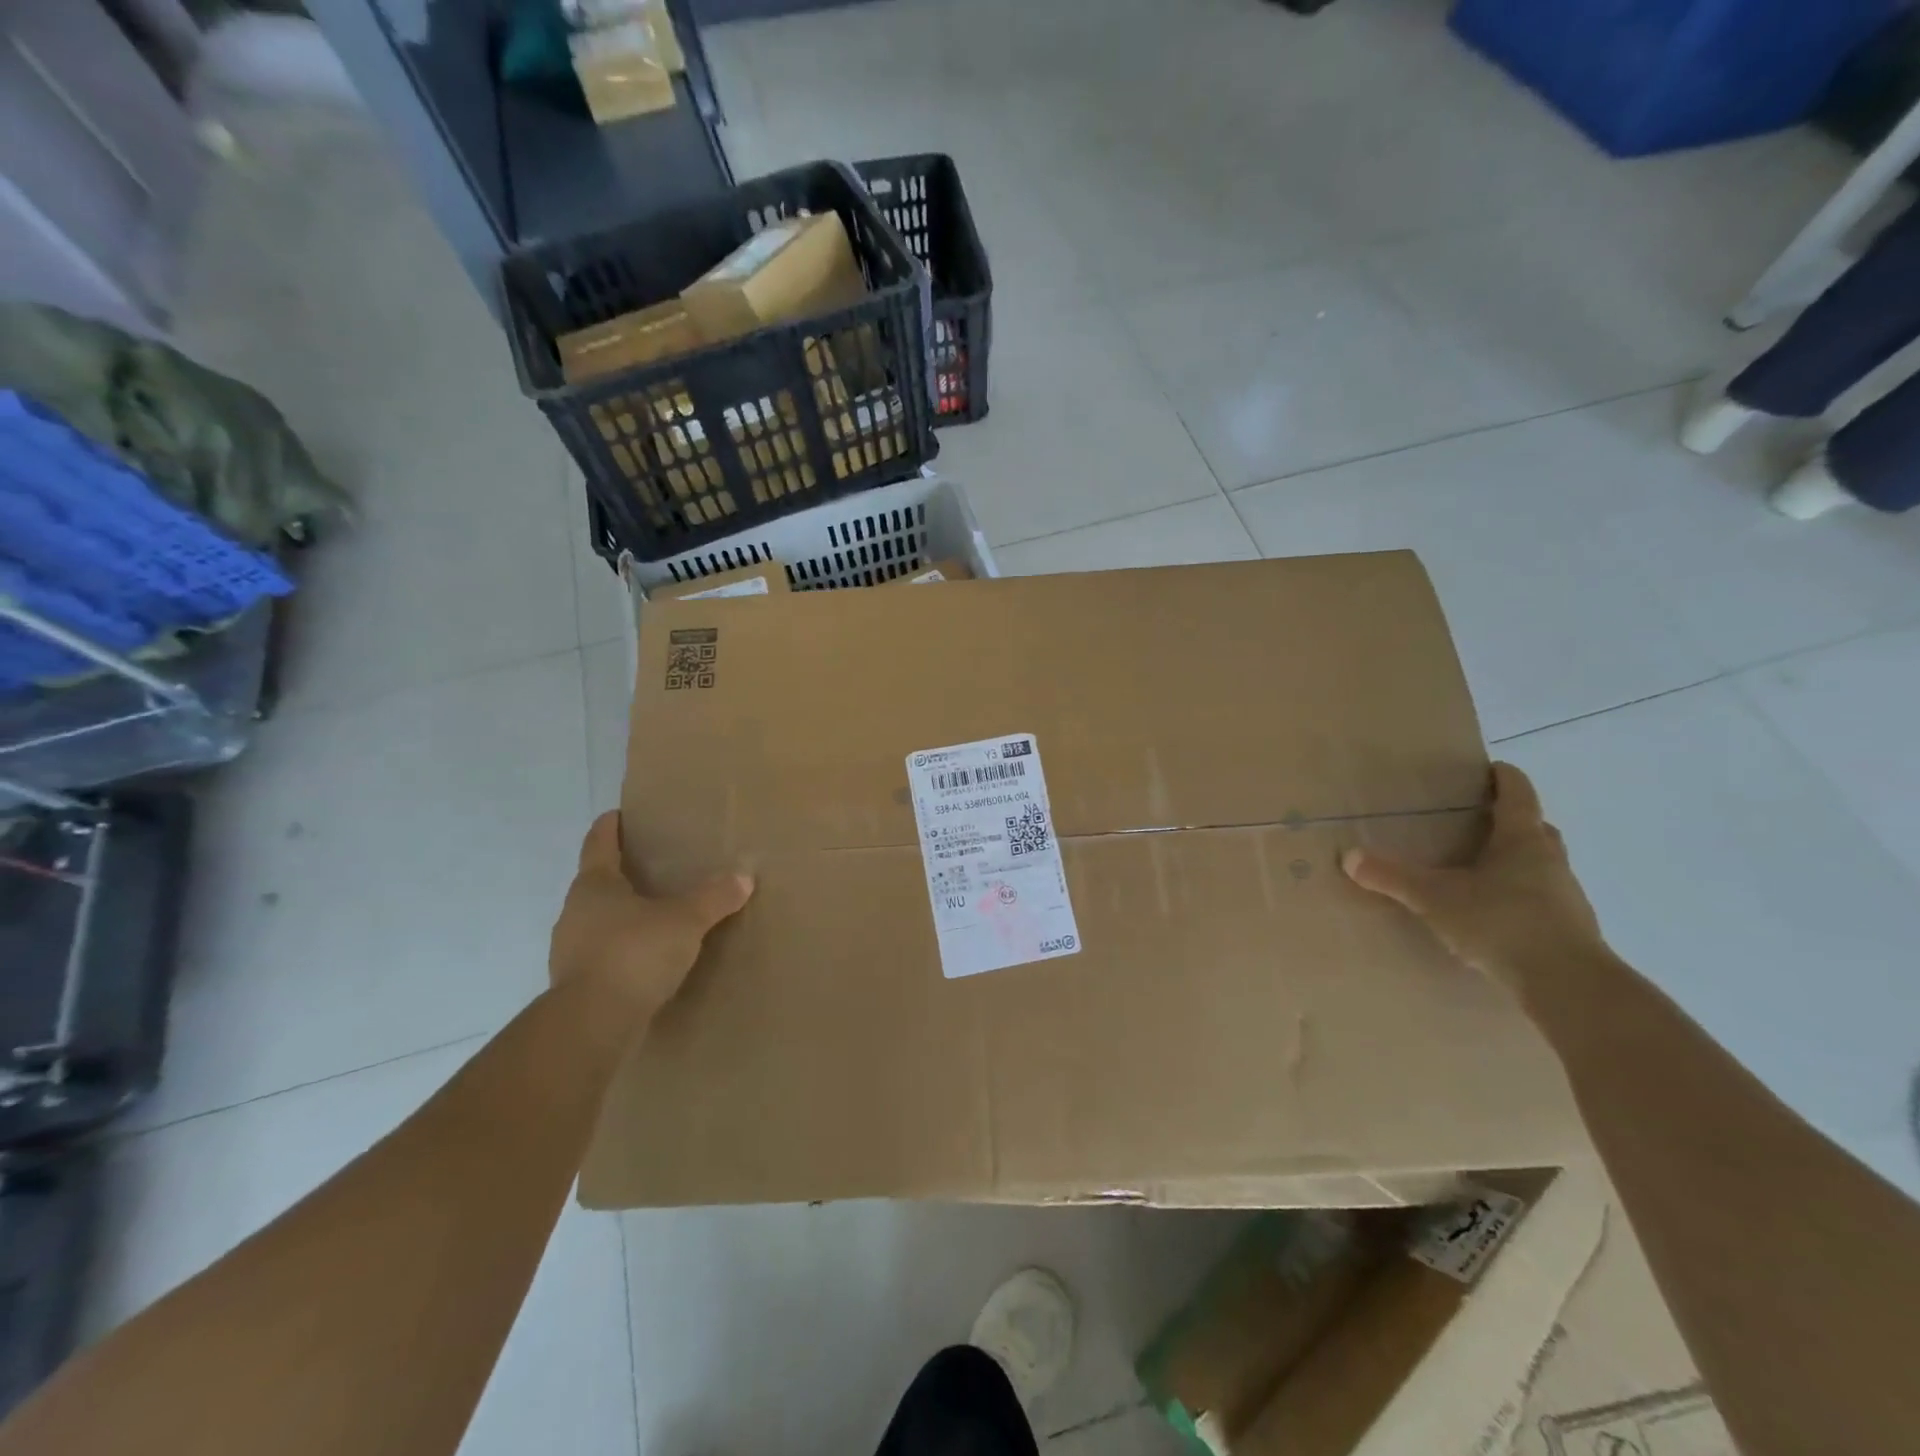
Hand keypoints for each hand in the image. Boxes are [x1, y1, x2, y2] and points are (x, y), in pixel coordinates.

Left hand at [548, 812, 753, 1027]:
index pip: (598, 844)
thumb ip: (714, 898)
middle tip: (650, 868)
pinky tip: (644, 961)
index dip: (608, 828)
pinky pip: (601, 955)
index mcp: (595, 885)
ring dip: (620, 917)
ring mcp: (569, 950)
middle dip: (620, 875)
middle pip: (596, 883)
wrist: (592, 1024)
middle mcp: (575, 912)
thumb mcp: (685, 921)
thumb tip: (744, 876)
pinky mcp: (575, 985)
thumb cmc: (634, 954)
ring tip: (652, 917)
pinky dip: (621, 951)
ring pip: (597, 921)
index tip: (616, 814)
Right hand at [1342, 762, 1605, 1001]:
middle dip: (1511, 820)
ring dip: (1517, 860)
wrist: (1568, 985)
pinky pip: (1542, 899)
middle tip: (1478, 820)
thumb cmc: (1501, 922)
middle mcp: (1550, 860)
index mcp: (1522, 840)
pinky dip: (1520, 896)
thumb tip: (1348, 856)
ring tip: (1480, 870)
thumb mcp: (1435, 898)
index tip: (1491, 768)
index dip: (1504, 777)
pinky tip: (1495, 914)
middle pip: (1535, 828)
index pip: (1518, 794)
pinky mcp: (1570, 929)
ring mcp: (1566, 895)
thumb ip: (1392, 877)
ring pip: (1542, 864)